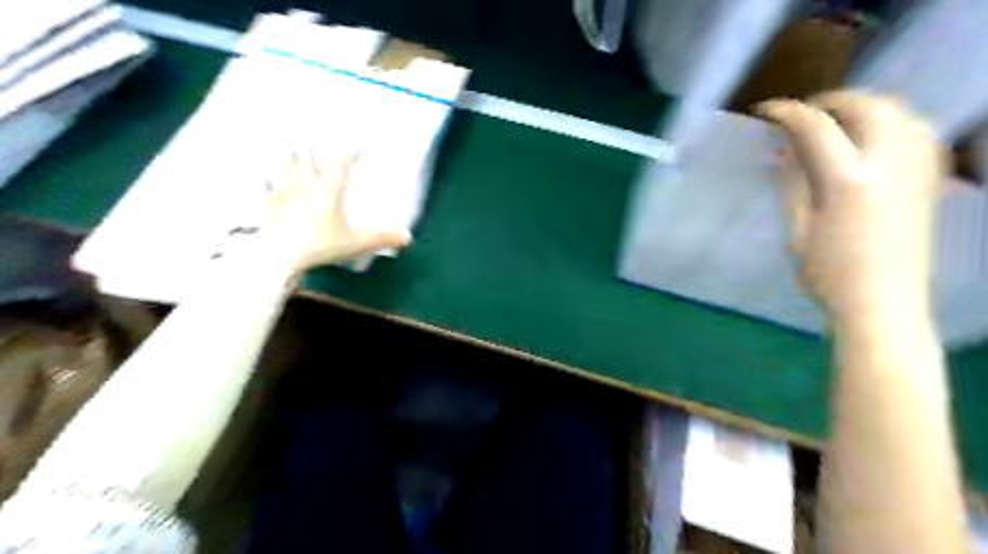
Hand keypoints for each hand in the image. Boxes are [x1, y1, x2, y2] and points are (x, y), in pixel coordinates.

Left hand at [260, 151, 411, 272]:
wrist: (279, 254)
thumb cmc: (321, 244)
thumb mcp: (356, 243)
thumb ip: (381, 237)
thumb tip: (408, 236)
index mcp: (329, 190)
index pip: (341, 164)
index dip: (351, 152)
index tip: (360, 145)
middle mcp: (306, 184)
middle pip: (309, 159)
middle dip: (314, 147)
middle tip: (313, 132)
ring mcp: (283, 192)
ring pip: (286, 167)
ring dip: (288, 156)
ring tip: (288, 145)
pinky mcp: (266, 205)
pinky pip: (263, 186)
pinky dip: (262, 179)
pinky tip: (258, 175)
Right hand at [757, 90, 943, 319]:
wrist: (883, 303)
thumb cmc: (828, 273)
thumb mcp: (798, 229)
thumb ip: (792, 183)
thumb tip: (781, 151)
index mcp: (848, 180)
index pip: (816, 127)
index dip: (787, 112)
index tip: (765, 111)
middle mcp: (890, 163)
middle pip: (866, 106)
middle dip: (830, 101)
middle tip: (802, 113)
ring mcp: (918, 168)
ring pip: (899, 111)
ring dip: (863, 106)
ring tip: (836, 120)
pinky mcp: (931, 177)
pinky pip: (917, 129)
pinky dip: (891, 120)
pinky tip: (872, 136)